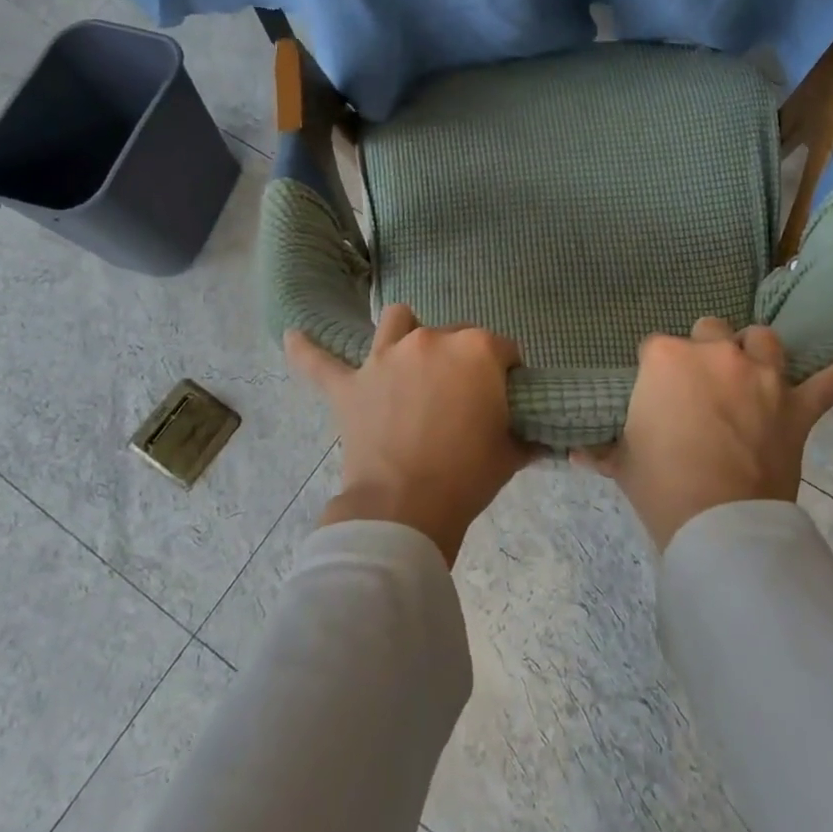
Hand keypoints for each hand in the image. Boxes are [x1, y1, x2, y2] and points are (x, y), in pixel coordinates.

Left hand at [286, 304, 529, 565]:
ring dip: (406, 334)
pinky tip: (293, 336)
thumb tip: (539, 435)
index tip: (506, 399)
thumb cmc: (467, 477)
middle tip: (462, 400)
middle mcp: (431, 339)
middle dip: (463, 360)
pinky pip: (319, 360)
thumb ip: (526, 434)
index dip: (508, 373)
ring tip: (408, 360)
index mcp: (476, 350)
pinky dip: (306, 348)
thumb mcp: (511, 454)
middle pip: (456, 335)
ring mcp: (386, 357)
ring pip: (397, 321)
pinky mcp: (350, 384)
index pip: (504, 349)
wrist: (406, 511)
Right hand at [575, 318, 832, 550]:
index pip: (655, 347)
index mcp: (667, 359)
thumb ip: (599, 450)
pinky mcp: (797, 407)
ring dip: (756, 350)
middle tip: (699, 389)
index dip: (654, 372)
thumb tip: (575, 451)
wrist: (717, 524)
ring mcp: (763, 377)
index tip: (654, 397)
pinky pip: (831, 381)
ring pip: (763, 340)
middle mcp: (717, 354)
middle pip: (709, 332)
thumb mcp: (622, 463)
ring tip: (751, 368)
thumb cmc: (660, 484)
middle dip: (703, 353)